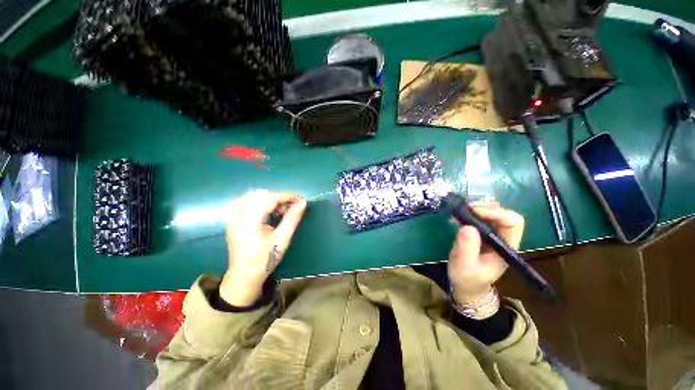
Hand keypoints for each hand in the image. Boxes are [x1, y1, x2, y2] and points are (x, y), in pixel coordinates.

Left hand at [220, 190, 306, 306]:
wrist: (245, 276)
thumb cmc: (265, 259)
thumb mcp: (282, 239)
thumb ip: (292, 218)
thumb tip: (302, 203)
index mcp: (250, 221)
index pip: (270, 198)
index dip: (287, 196)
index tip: (300, 200)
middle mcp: (238, 216)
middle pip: (261, 195)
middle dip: (279, 198)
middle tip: (291, 207)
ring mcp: (233, 218)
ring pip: (251, 197)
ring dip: (268, 198)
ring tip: (279, 209)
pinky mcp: (232, 221)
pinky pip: (243, 202)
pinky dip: (257, 201)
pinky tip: (265, 210)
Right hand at [447, 202, 524, 304]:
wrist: (467, 286)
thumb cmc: (467, 279)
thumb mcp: (464, 266)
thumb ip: (467, 248)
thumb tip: (467, 226)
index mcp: (505, 247)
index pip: (513, 222)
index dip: (496, 213)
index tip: (474, 212)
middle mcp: (503, 238)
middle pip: (503, 214)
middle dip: (485, 208)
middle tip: (465, 209)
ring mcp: (493, 235)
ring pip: (492, 213)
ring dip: (476, 209)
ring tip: (459, 212)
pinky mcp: (482, 234)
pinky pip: (480, 218)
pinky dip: (469, 213)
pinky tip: (458, 217)